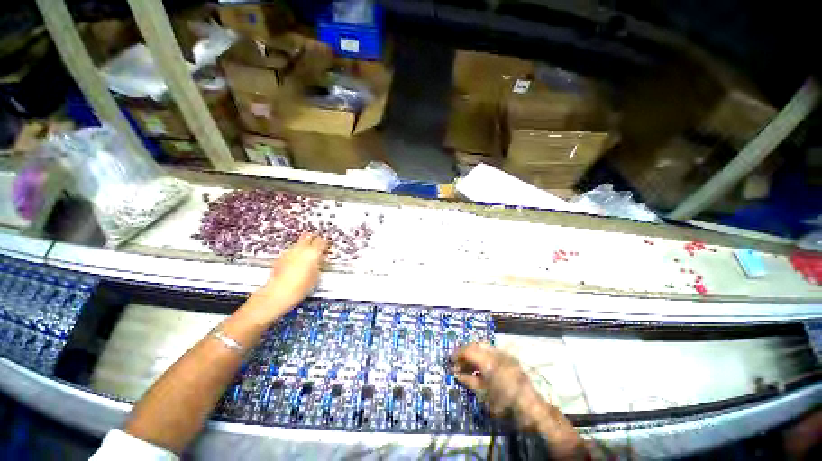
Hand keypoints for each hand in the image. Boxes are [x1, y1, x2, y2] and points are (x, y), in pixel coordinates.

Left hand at [255, 234, 327, 312]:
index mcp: (312, 252)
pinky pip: (291, 251)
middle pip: (308, 237)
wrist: (278, 293)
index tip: (327, 247)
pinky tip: (297, 261)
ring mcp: (289, 252)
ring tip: (308, 255)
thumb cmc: (299, 287)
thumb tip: (320, 260)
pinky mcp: (281, 258)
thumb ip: (319, 264)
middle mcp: (300, 249)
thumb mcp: (317, 276)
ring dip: (304, 246)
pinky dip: (295, 253)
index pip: (322, 241)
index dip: (326, 243)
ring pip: (299, 243)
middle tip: (318, 245)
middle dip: (314, 239)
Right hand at [452, 343, 536, 419]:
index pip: (468, 350)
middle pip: (475, 345)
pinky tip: (480, 366)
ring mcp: (503, 354)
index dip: (457, 354)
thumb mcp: (484, 394)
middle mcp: (495, 353)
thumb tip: (457, 374)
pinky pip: (491, 351)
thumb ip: (469, 380)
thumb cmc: (505, 404)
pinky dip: (482, 355)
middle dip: (465, 352)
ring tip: (468, 365)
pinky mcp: (509, 358)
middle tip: (458, 362)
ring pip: (483, 346)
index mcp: (488, 361)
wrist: (531, 408)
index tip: (451, 361)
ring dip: (473, 353)